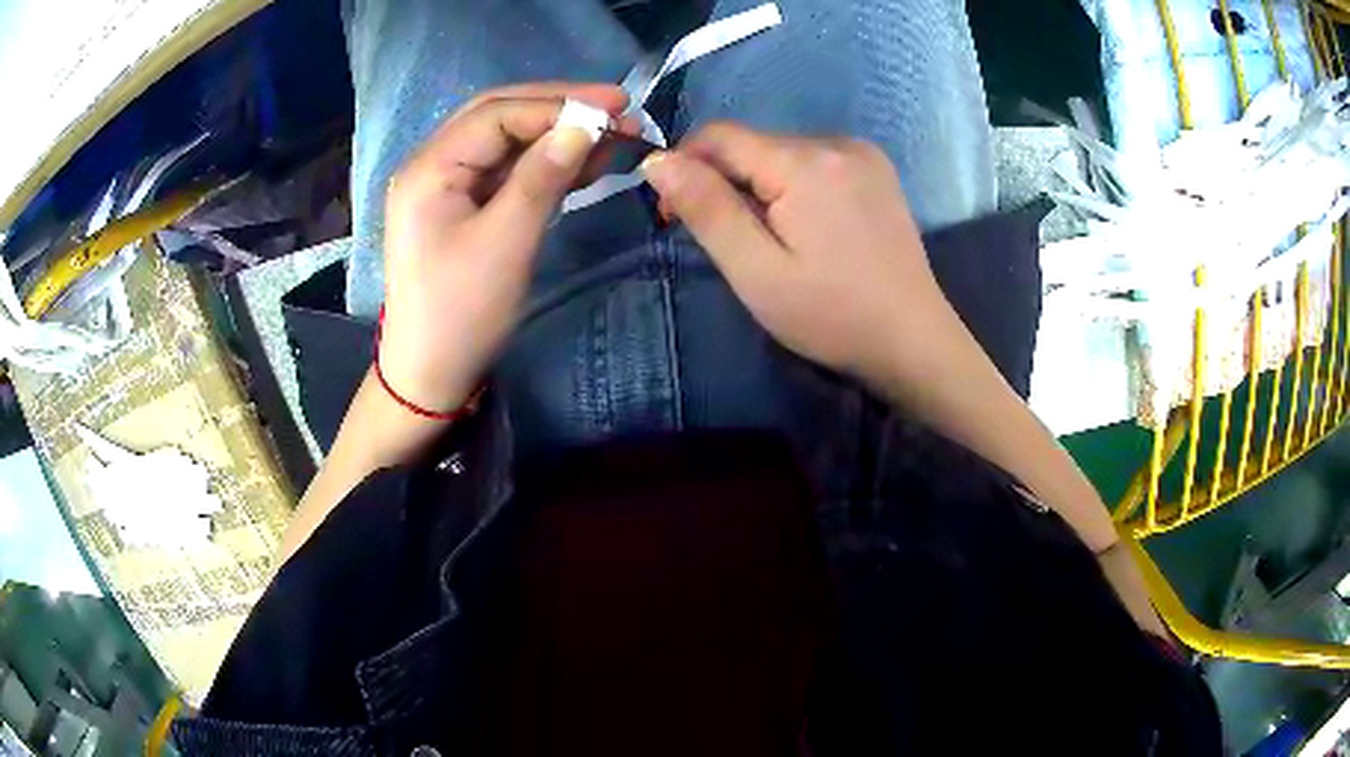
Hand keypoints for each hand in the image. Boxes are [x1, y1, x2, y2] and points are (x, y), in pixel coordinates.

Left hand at [379, 83, 632, 413]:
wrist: (431, 374)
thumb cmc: (462, 313)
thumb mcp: (505, 242)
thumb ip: (542, 177)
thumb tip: (584, 127)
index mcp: (430, 167)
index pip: (498, 113)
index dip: (558, 103)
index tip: (617, 106)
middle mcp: (433, 165)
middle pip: (501, 116)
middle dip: (560, 108)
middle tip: (619, 109)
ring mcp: (448, 186)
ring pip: (508, 142)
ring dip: (559, 134)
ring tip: (615, 135)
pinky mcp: (464, 207)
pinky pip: (508, 171)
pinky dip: (547, 163)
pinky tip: (586, 161)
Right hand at [641, 123, 954, 390]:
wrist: (913, 340)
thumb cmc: (832, 316)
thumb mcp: (757, 272)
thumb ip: (707, 209)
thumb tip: (657, 160)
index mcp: (805, 162)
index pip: (719, 135)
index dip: (687, 167)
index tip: (678, 216)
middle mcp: (836, 141)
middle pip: (753, 145)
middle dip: (728, 183)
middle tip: (736, 244)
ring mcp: (863, 153)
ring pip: (782, 153)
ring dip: (763, 186)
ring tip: (778, 242)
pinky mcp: (877, 170)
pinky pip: (815, 162)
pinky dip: (795, 186)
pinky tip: (811, 229)